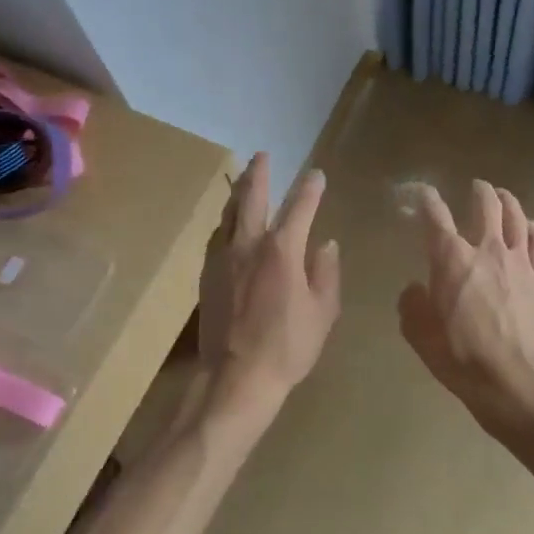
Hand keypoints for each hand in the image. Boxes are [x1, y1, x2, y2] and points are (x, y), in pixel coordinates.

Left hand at [197, 153, 340, 426]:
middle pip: (252, 198)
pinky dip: (226, 223)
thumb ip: (326, 273)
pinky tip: (228, 225)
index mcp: (282, 250)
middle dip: (259, 174)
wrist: (235, 377)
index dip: (310, 188)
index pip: (299, 207)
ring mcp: (223, 259)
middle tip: (262, 156)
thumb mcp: (323, 312)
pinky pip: (217, 237)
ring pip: (228, 214)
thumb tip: (325, 244)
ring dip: (238, 193)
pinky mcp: (207, 276)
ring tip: (243, 181)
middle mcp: (249, 245)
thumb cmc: (287, 347)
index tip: (317, 174)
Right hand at [398, 180, 533, 439]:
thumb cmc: (460, 356)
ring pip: (516, 216)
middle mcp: (486, 249)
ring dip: (508, 201)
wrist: (514, 379)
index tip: (420, 192)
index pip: (435, 215)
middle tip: (474, 187)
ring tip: (502, 196)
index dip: (426, 198)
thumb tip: (415, 289)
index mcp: (450, 258)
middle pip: (486, 204)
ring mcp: (519, 261)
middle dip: (478, 190)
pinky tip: (530, 228)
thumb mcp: (420, 334)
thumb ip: (412, 305)